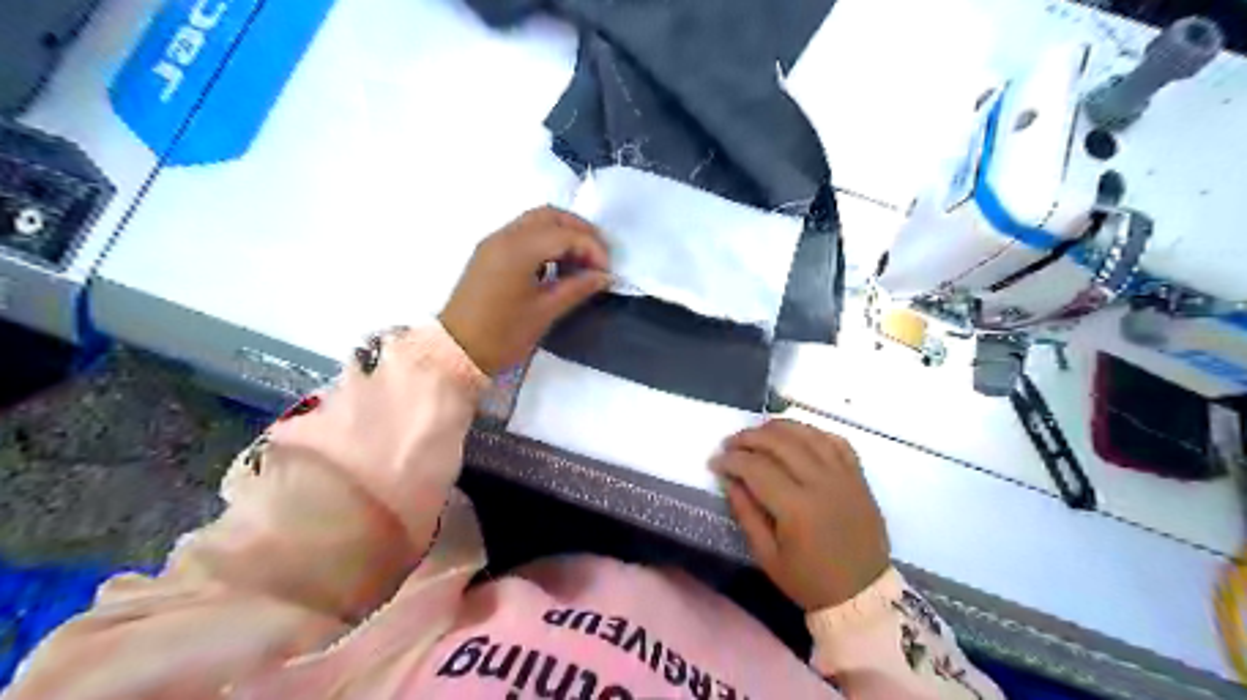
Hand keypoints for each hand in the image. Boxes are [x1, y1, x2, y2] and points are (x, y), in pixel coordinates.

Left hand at [439, 205, 612, 373]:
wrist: (456, 351)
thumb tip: (604, 276)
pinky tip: (558, 263)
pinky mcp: (488, 253)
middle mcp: (505, 236)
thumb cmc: (502, 335)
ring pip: (535, 221)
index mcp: (518, 249)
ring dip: (563, 233)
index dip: (593, 249)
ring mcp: (493, 242)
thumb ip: (577, 288)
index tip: (607, 272)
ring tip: (582, 261)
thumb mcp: (545, 312)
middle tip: (599, 257)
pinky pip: (523, 233)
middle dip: (580, 231)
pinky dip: (545, 240)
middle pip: (551, 216)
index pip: (566, 235)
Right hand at [712, 418, 886, 610]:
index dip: (731, 460)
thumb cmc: (810, 581)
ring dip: (778, 427)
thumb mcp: (767, 557)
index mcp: (796, 508)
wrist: (864, 595)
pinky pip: (836, 442)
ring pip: (807, 434)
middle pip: (779, 442)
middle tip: (730, 443)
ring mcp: (844, 476)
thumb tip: (730, 480)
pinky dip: (813, 433)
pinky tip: (797, 436)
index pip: (756, 468)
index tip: (714, 462)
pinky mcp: (859, 477)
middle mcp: (821, 483)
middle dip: (749, 437)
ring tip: (758, 432)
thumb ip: (746, 514)